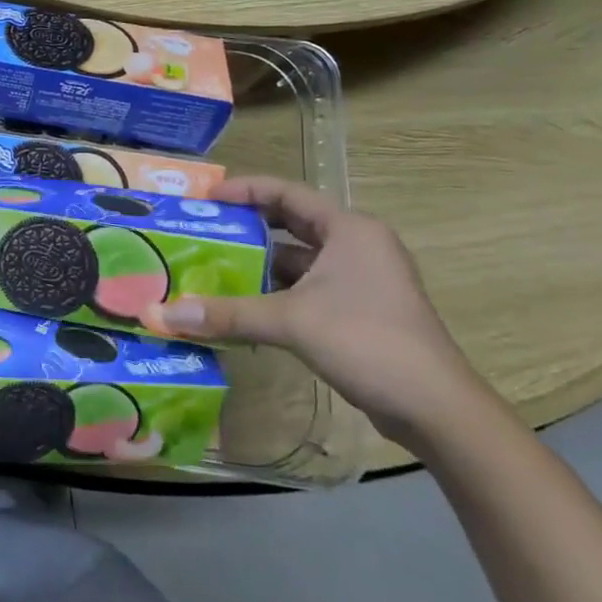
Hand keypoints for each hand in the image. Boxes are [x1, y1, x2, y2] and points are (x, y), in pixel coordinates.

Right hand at [139, 177, 488, 448]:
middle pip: (291, 223)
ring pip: (299, 260)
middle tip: (203, 230)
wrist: (438, 410)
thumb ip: (227, 314)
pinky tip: (244, 307)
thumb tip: (163, 314)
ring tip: (212, 268)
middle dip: (247, 227)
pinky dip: (277, 292)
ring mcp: (362, 279)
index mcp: (349, 229)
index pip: (287, 193)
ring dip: (260, 264)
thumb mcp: (292, 322)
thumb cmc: (368, 342)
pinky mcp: (360, 310)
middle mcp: (358, 245)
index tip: (205, 198)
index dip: (243, 190)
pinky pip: (308, 288)